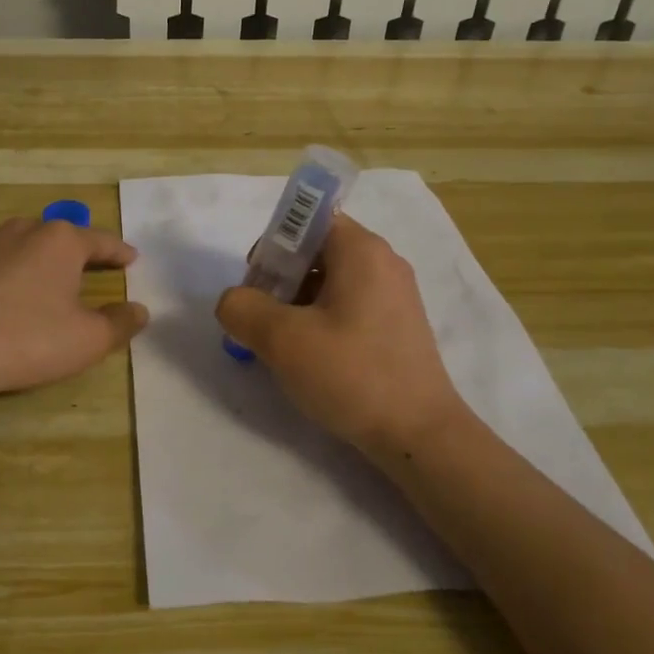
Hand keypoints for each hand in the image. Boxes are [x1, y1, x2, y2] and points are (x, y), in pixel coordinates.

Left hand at [0, 218, 148, 422]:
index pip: (101, 241)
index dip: (119, 252)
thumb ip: (120, 323)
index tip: (131, 259)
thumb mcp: (87, 341)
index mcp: (59, 242)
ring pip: (13, 246)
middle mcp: (18, 230)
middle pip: (56, 237)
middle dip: (73, 253)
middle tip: (85, 272)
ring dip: (28, 261)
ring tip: (34, 285)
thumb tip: (140, 310)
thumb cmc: (26, 342)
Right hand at [216, 214, 469, 455]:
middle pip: (317, 249)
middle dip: (280, 277)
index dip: (275, 242)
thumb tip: (234, 301)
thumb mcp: (282, 339)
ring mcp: (395, 295)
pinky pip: (349, 305)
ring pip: (331, 280)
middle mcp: (383, 262)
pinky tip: (311, 357)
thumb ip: (243, 308)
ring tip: (282, 344)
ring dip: (297, 302)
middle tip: (262, 318)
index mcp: (361, 250)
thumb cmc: (351, 374)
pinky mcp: (398, 326)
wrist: (419, 435)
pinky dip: (322, 320)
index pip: (309, 218)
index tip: (258, 282)